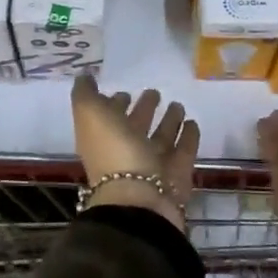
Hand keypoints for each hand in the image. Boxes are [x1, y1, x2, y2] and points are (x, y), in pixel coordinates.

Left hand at [70, 75, 199, 231]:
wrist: (141, 201)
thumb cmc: (114, 152)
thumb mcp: (90, 115)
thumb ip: (85, 95)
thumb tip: (84, 76)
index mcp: (103, 139)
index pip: (108, 117)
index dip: (114, 104)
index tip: (124, 91)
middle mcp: (127, 152)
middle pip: (136, 127)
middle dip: (144, 110)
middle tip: (155, 92)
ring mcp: (153, 166)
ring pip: (161, 139)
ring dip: (169, 121)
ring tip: (178, 104)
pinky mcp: (177, 175)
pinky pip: (184, 151)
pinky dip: (188, 137)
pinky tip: (193, 123)